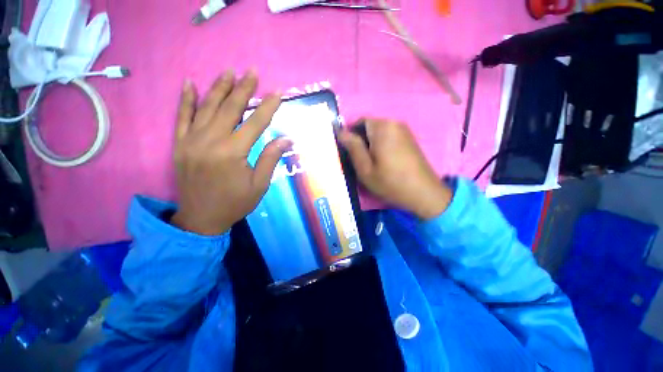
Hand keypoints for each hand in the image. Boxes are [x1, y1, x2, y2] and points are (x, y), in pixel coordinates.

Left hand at [171, 70, 291, 234]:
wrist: (201, 218)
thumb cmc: (235, 203)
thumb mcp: (259, 185)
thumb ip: (270, 159)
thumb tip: (285, 139)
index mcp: (233, 153)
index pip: (255, 123)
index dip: (267, 107)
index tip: (277, 93)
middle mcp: (210, 141)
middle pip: (230, 108)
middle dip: (243, 89)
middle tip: (252, 72)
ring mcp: (191, 141)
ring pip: (206, 108)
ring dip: (219, 88)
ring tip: (229, 72)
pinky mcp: (179, 145)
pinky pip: (181, 117)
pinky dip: (186, 100)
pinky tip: (190, 84)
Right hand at [338, 119, 451, 219]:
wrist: (423, 193)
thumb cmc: (390, 182)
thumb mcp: (365, 168)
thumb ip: (352, 147)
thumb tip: (341, 132)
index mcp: (382, 127)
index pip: (358, 121)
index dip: (350, 135)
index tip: (349, 152)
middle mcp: (394, 122)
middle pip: (370, 126)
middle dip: (362, 139)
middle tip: (360, 160)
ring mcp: (404, 130)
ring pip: (379, 132)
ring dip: (371, 143)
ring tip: (372, 162)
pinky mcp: (409, 138)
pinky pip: (389, 136)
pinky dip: (382, 145)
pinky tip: (384, 161)